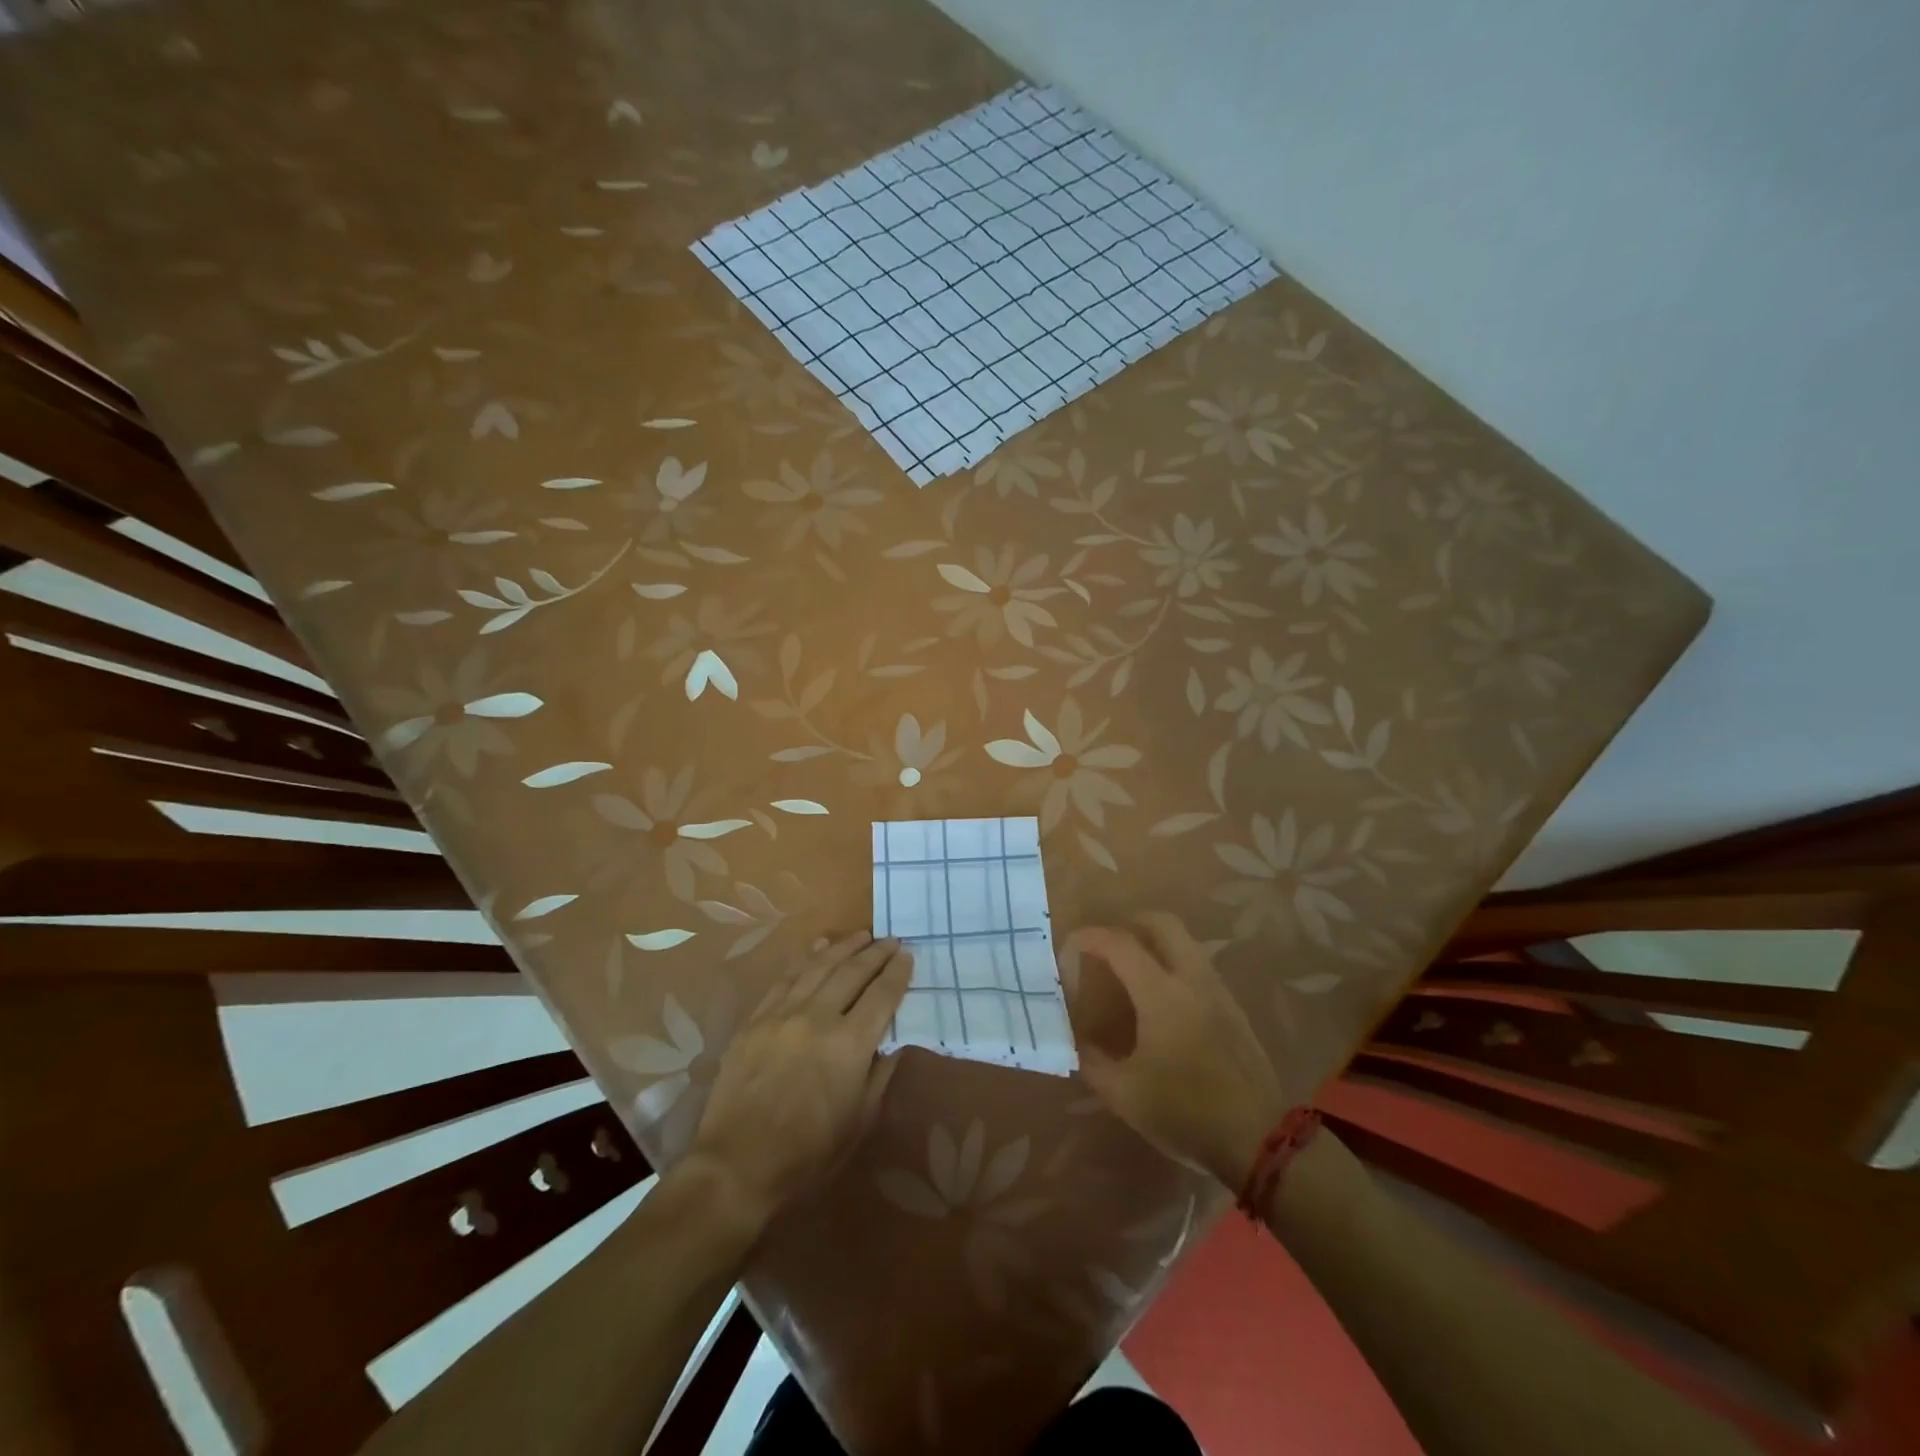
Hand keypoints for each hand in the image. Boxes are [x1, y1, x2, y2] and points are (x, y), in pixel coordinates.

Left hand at [686, 931, 912, 1229]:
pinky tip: (818, 948)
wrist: (737, 1167)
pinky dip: (806, 959)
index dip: (898, 973)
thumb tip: (890, 1043)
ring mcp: (783, 1014)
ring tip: (861, 935)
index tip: (908, 956)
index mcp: (850, 1044)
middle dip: (875, 953)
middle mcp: (818, 1017)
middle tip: (891, 940)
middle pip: (852, 972)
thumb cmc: (808, 1155)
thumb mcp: (859, 1122)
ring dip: (843, 947)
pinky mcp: (756, 1019)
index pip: (882, 995)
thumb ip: (879, 1074)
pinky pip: (786, 978)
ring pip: (819, 966)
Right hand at [1066, 912, 1285, 1189]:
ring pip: (1186, 944)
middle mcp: (1192, 980)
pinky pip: (1199, 969)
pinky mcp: (1235, 1011)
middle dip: (1131, 923)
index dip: (1091, 937)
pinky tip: (1164, 1003)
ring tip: (1132, 972)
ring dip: (1157, 944)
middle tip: (1108, 944)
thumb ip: (1092, 1061)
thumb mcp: (1124, 1094)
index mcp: (1161, 993)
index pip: (1120, 944)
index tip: (1070, 946)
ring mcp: (1219, 993)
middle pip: (1163, 924)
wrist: (1259, 1140)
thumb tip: (1077, 1041)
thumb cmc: (1185, 1111)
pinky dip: (1175, 967)